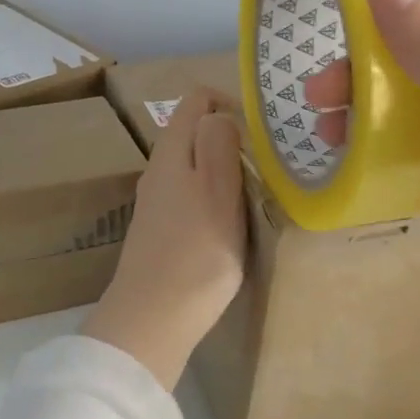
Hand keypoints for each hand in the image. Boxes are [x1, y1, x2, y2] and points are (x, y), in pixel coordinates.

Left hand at [83, 88, 245, 389]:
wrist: (153, 318)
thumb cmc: (196, 253)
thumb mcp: (217, 190)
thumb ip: (219, 143)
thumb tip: (220, 112)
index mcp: (171, 151)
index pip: (195, 100)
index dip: (229, 102)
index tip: (260, 131)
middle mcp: (158, 169)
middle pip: (194, 131)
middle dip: (230, 136)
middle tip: (266, 164)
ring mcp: (156, 200)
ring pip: (193, 164)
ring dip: (224, 168)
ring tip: (256, 191)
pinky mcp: (160, 229)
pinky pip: (190, 194)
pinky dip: (213, 194)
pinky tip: (231, 220)